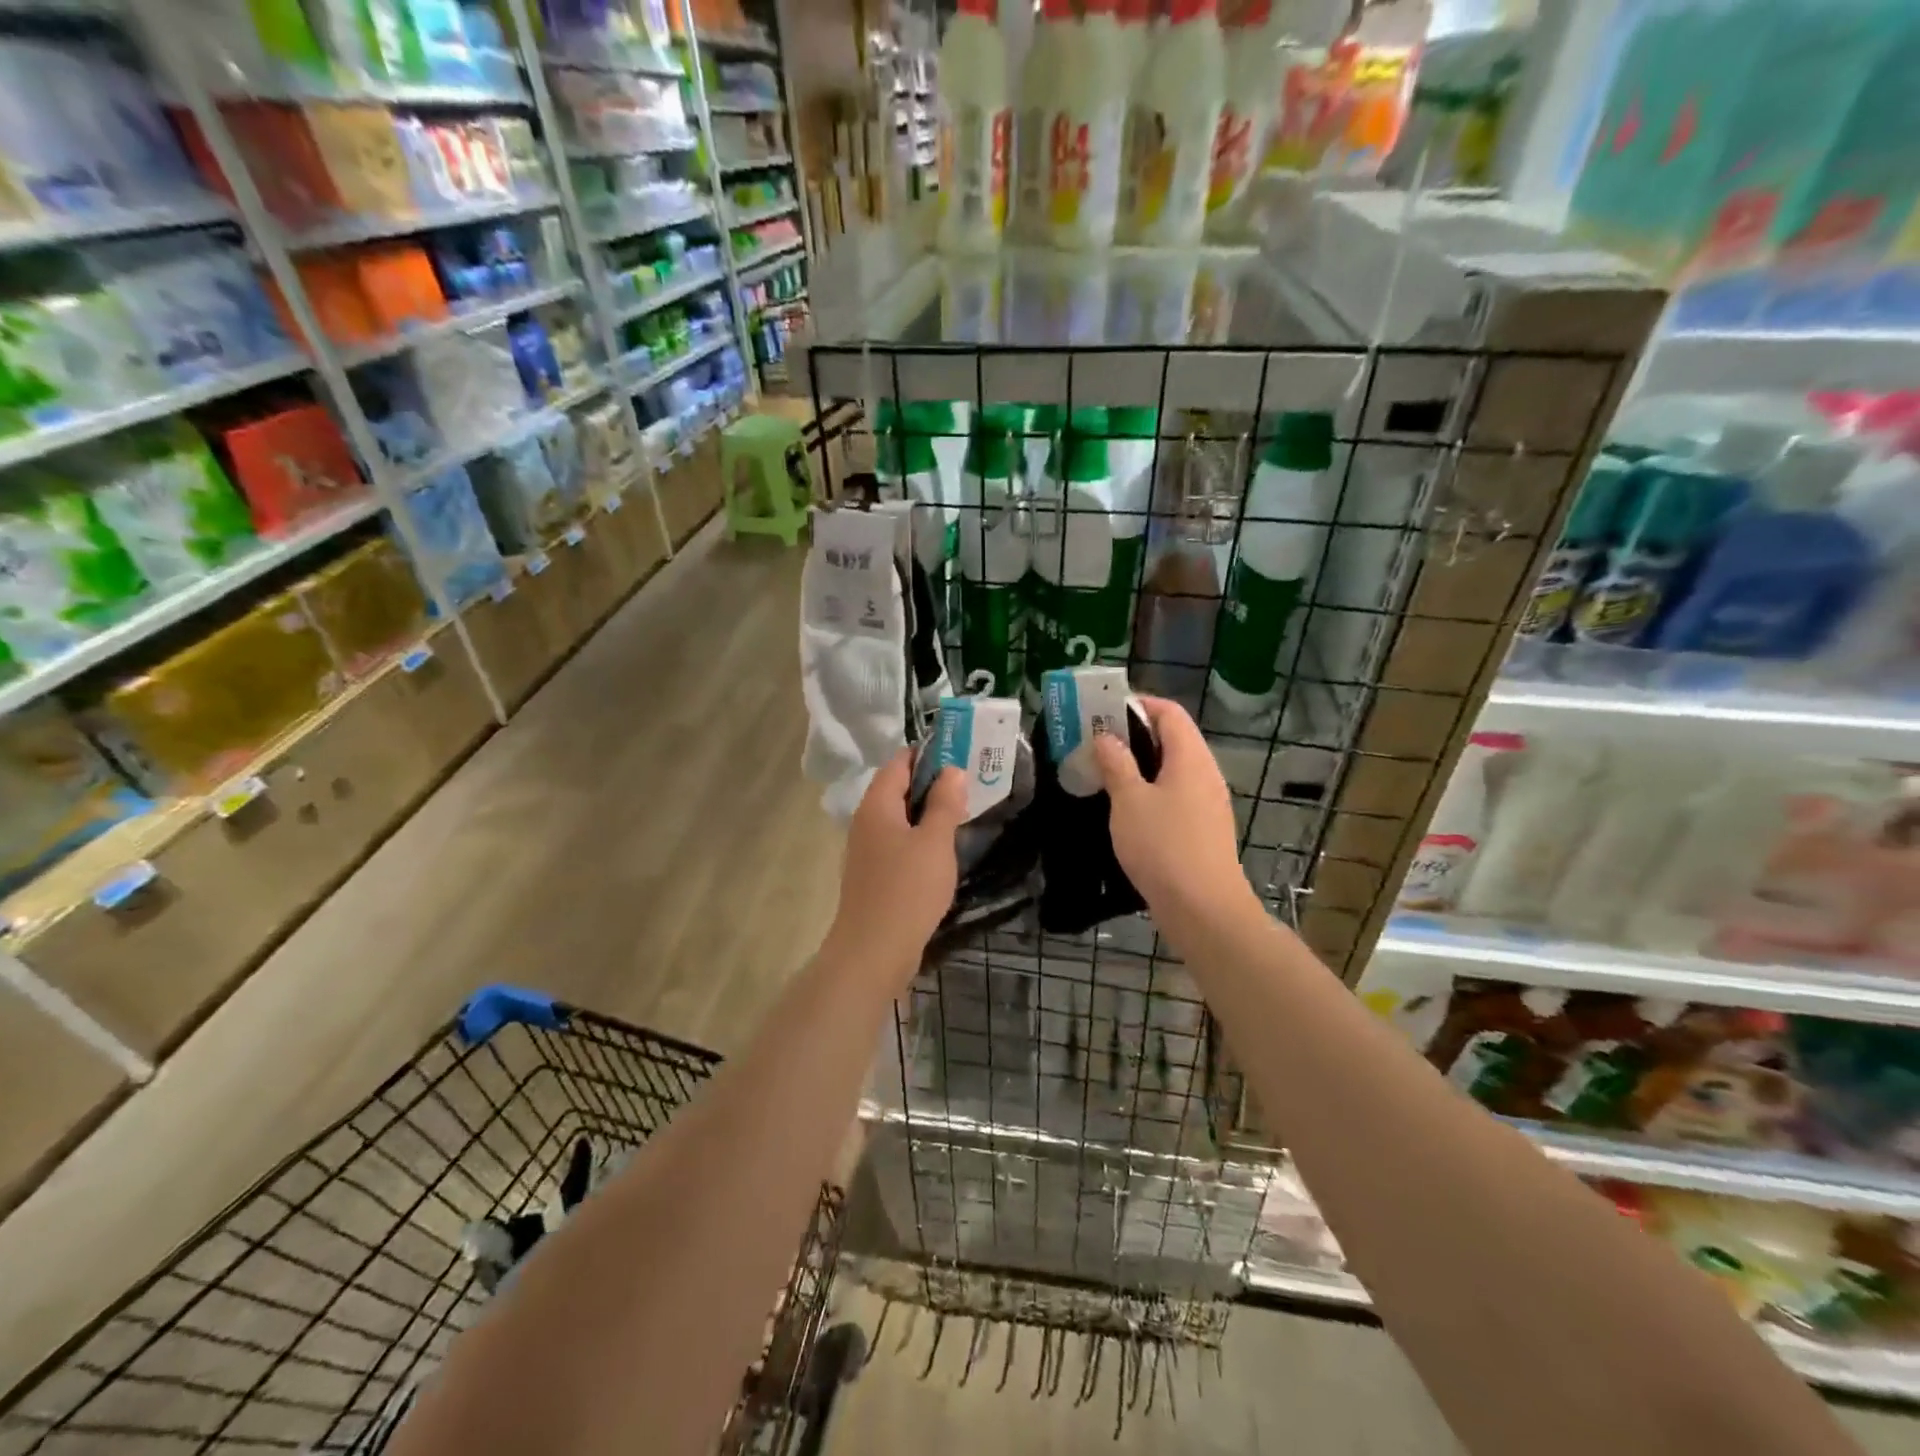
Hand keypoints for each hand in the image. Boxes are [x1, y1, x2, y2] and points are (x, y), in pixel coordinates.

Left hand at [826, 750, 966, 978]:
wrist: (873, 951)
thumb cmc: (907, 889)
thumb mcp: (934, 842)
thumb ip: (945, 804)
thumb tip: (952, 770)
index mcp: (877, 805)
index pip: (899, 763)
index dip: (928, 754)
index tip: (961, 753)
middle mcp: (866, 821)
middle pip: (898, 789)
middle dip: (932, 783)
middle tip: (970, 783)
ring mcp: (868, 850)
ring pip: (900, 819)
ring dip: (928, 813)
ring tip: (963, 812)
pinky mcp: (874, 875)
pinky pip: (899, 843)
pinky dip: (920, 838)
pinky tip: (943, 850)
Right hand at [1092, 697, 1256, 923]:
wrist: (1203, 908)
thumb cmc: (1163, 846)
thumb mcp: (1129, 801)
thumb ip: (1116, 764)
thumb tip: (1106, 737)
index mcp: (1190, 757)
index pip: (1169, 712)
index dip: (1139, 704)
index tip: (1104, 709)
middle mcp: (1205, 773)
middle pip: (1173, 738)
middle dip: (1135, 733)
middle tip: (1098, 740)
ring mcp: (1208, 802)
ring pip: (1174, 768)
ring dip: (1142, 763)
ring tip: (1106, 770)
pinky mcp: (1204, 828)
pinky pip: (1177, 794)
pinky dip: (1152, 789)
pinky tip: (1127, 806)